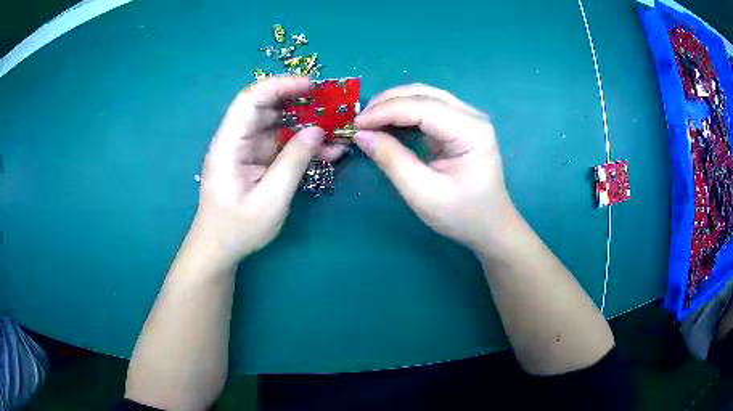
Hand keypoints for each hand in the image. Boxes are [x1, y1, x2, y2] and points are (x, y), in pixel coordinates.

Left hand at [192, 76, 328, 264]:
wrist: (220, 248)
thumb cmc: (239, 228)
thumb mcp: (271, 199)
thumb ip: (294, 161)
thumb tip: (318, 130)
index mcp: (229, 145)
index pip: (251, 100)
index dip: (280, 86)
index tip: (312, 86)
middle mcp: (236, 139)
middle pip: (267, 107)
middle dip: (300, 102)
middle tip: (333, 106)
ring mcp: (247, 148)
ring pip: (278, 123)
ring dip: (306, 123)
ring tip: (337, 130)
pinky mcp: (256, 158)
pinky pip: (281, 142)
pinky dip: (303, 143)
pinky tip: (327, 149)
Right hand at [354, 84, 514, 249]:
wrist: (489, 227)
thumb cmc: (462, 215)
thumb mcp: (423, 194)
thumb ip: (392, 160)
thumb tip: (361, 135)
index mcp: (472, 132)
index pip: (423, 108)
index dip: (385, 111)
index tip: (355, 124)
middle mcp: (472, 116)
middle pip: (424, 94)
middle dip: (387, 103)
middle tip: (359, 122)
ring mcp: (467, 118)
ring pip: (424, 97)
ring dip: (393, 105)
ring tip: (368, 122)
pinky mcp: (458, 125)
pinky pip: (426, 109)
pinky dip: (403, 114)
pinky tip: (386, 125)